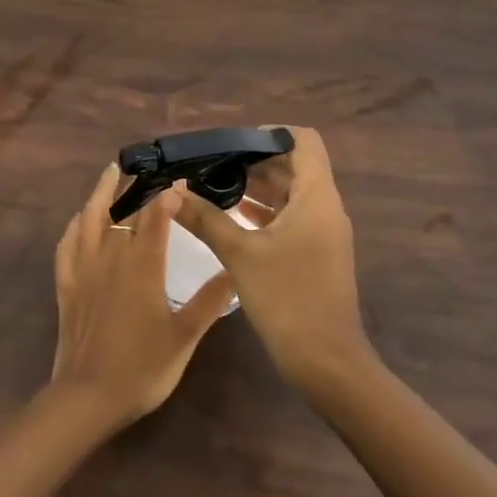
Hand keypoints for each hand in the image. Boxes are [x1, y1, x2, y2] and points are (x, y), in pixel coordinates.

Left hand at [51, 163, 235, 426]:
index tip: (180, 181)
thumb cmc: (142, 369)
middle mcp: (111, 258)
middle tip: (148, 169)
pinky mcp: (66, 284)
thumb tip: (236, 269)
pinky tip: (79, 219)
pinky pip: (66, 244)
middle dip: (136, 188)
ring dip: (100, 193)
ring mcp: (84, 269)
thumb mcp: (185, 337)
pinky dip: (74, 225)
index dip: (167, 197)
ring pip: (90, 219)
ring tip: (110, 173)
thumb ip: (210, 301)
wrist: (88, 397)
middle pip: (123, 212)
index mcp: (142, 267)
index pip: (155, 219)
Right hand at [173, 125, 370, 391]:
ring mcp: (323, 232)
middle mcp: (325, 207)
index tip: (232, 143)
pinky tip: (230, 218)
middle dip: (253, 161)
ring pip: (290, 194)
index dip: (270, 134)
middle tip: (211, 165)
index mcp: (316, 197)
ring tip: (213, 187)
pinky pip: (290, 218)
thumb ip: (205, 219)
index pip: (303, 141)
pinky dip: (263, 212)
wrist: (326, 362)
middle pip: (293, 166)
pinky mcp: (316, 253)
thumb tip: (170, 192)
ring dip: (256, 188)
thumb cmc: (287, 299)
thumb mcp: (240, 254)